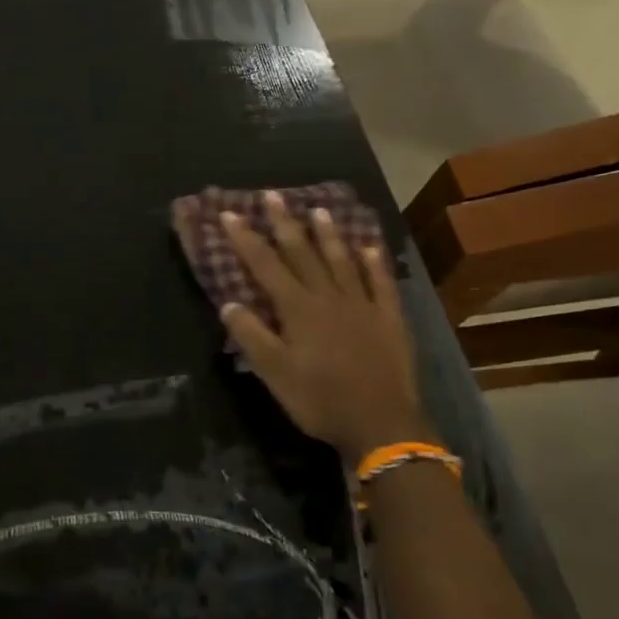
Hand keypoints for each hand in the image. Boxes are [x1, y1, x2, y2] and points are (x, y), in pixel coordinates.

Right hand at [219, 192, 438, 462]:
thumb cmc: (321, 400)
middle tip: (273, 195)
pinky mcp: (389, 319)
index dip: (246, 240)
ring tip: (319, 209)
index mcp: (298, 309)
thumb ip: (252, 336)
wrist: (382, 423)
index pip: (266, 266)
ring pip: (342, 261)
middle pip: (303, 253)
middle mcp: (329, 297)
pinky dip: (375, 263)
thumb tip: (228, 303)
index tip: (230, 214)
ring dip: (329, 234)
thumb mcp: (275, 374)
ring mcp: (363, 305)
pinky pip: (381, 283)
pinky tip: (370, 247)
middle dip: (285, 224)